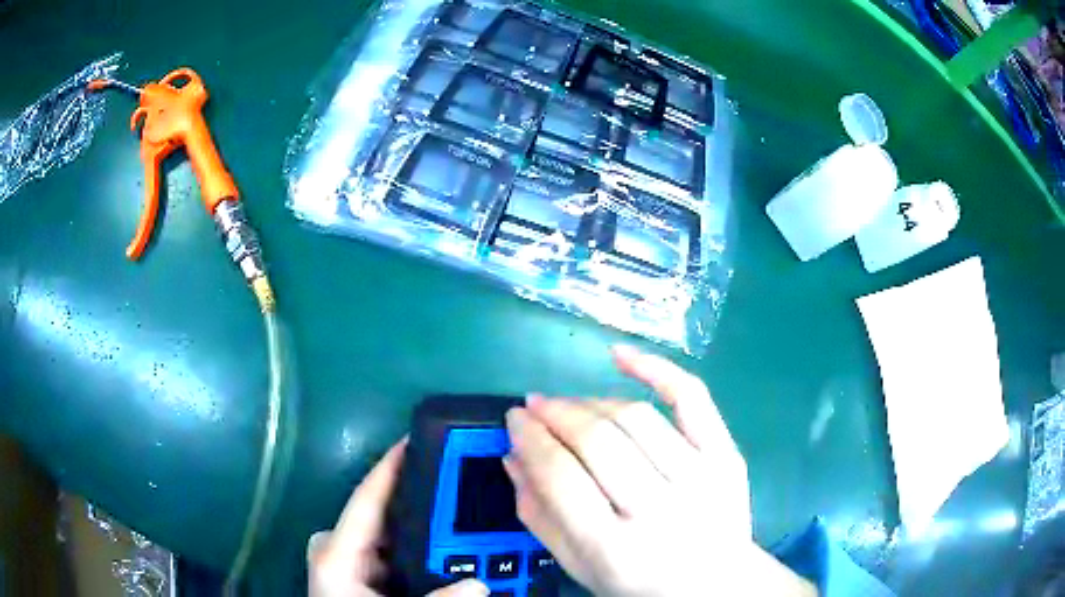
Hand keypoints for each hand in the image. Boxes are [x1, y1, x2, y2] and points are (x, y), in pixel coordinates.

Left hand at [308, 440, 488, 596]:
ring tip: (468, 516)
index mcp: (337, 553)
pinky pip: (398, 553)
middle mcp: (341, 550)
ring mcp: (352, 564)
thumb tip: (479, 584)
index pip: (368, 497)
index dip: (393, 465)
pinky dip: (424, 550)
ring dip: (428, 529)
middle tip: (465, 481)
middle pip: (386, 514)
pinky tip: (452, 554)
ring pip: (395, 535)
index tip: (422, 436)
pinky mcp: (364, 577)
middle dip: (424, 499)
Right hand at [504, 346, 816, 596]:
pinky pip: (691, 398)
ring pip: (634, 417)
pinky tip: (620, 355)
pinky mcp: (726, 455)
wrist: (716, 585)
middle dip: (555, 414)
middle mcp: (661, 511)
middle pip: (596, 441)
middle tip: (535, 406)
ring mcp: (701, 478)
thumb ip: (540, 517)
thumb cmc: (641, 584)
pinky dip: (655, 368)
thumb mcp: (580, 566)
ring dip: (590, 401)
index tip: (514, 419)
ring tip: (570, 404)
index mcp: (615, 549)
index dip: (530, 438)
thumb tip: (513, 456)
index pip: (560, 476)